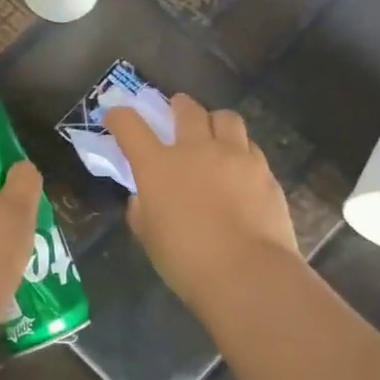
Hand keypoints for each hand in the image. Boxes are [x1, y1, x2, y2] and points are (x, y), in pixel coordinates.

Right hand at [103, 93, 298, 306]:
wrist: (247, 273)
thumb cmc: (186, 260)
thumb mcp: (150, 237)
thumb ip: (142, 211)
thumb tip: (143, 198)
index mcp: (158, 166)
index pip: (130, 126)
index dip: (119, 117)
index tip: (115, 117)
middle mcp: (196, 150)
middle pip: (186, 109)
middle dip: (177, 106)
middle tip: (175, 111)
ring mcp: (235, 156)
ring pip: (226, 118)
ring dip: (214, 120)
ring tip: (213, 133)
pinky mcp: (264, 171)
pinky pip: (250, 146)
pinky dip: (240, 149)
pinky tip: (239, 167)